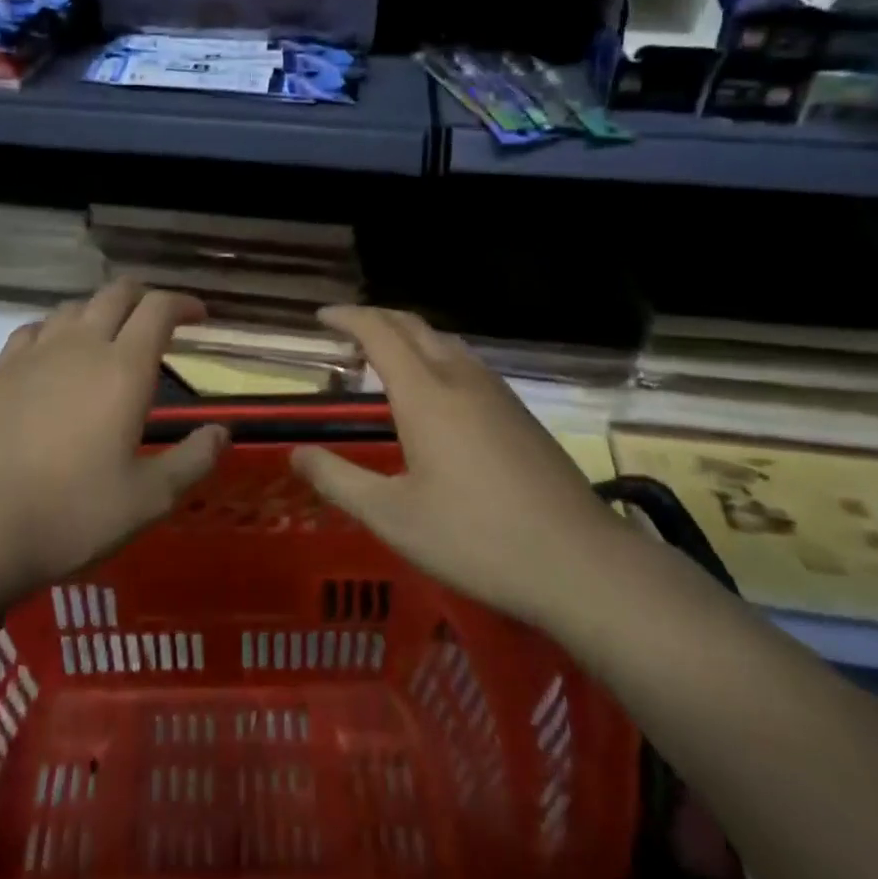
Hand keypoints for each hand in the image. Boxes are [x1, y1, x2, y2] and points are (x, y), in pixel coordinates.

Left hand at [0, 281, 227, 598]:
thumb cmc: (73, 514)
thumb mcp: (149, 499)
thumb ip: (193, 460)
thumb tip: (222, 432)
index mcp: (124, 368)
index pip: (159, 309)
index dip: (184, 304)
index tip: (200, 317)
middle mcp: (82, 346)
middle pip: (117, 293)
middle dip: (145, 297)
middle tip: (160, 322)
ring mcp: (36, 353)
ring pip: (75, 306)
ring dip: (102, 311)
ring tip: (112, 336)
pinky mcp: (1, 370)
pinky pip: (36, 327)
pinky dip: (58, 328)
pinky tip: (58, 352)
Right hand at [291, 307, 613, 624]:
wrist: (580, 562)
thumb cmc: (476, 538)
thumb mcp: (393, 518)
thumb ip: (339, 481)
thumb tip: (297, 454)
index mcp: (425, 395)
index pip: (380, 332)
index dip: (348, 317)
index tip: (322, 316)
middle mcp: (461, 379)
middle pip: (414, 326)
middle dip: (377, 318)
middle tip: (347, 330)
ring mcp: (497, 393)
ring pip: (445, 341)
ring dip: (410, 335)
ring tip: (385, 355)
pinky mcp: (520, 413)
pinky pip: (467, 363)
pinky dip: (436, 355)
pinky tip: (437, 391)